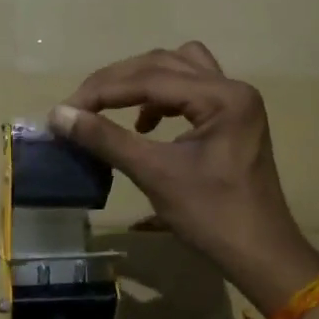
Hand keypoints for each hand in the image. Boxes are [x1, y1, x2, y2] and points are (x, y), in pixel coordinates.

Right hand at [51, 42, 318, 311]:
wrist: (260, 255)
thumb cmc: (212, 217)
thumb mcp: (155, 174)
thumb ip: (106, 138)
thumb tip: (58, 115)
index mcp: (222, 97)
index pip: (151, 78)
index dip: (103, 90)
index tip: (66, 109)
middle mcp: (232, 88)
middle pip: (163, 64)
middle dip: (117, 82)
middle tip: (80, 106)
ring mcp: (235, 102)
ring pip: (178, 69)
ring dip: (141, 83)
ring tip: (110, 107)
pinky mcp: (231, 118)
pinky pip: (189, 90)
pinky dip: (161, 98)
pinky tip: (144, 126)